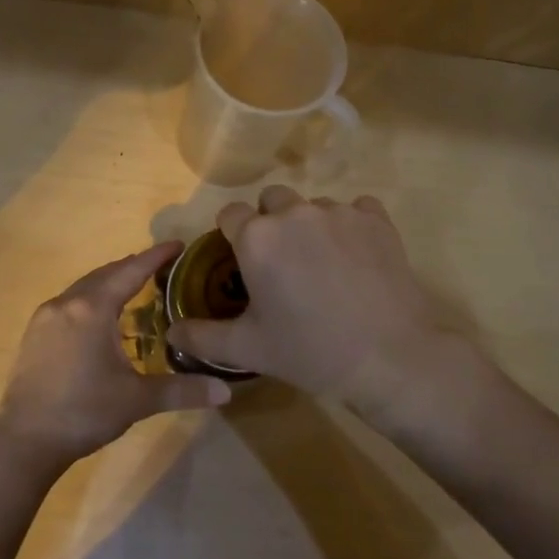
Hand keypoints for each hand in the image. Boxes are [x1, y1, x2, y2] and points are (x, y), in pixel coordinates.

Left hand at [0, 242, 231, 474]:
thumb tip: (226, 392)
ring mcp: (45, 317)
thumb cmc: (84, 413)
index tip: (177, 245)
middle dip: (133, 267)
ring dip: (109, 283)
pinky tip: (100, 319)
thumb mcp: (137, 400)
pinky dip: (90, 300)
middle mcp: (66, 303)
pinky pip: (69, 303)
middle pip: (105, 274)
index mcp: (92, 309)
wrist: (25, 441)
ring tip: (134, 289)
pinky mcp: (34, 334)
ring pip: (84, 288)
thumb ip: (182, 390)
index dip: (156, 257)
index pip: (131, 271)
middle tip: (161, 267)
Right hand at [164, 187, 508, 446]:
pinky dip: (351, 225)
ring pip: (312, 206)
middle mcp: (294, 213)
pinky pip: (356, 208)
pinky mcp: (376, 219)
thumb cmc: (310, 351)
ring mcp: (338, 212)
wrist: (389, 358)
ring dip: (310, 226)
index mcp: (256, 237)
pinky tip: (356, 256)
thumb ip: (201, 337)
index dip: (232, 235)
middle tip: (282, 264)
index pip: (230, 214)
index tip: (243, 262)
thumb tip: (170, 332)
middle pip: (271, 201)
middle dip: (270, 223)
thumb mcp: (248, 348)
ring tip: (323, 265)